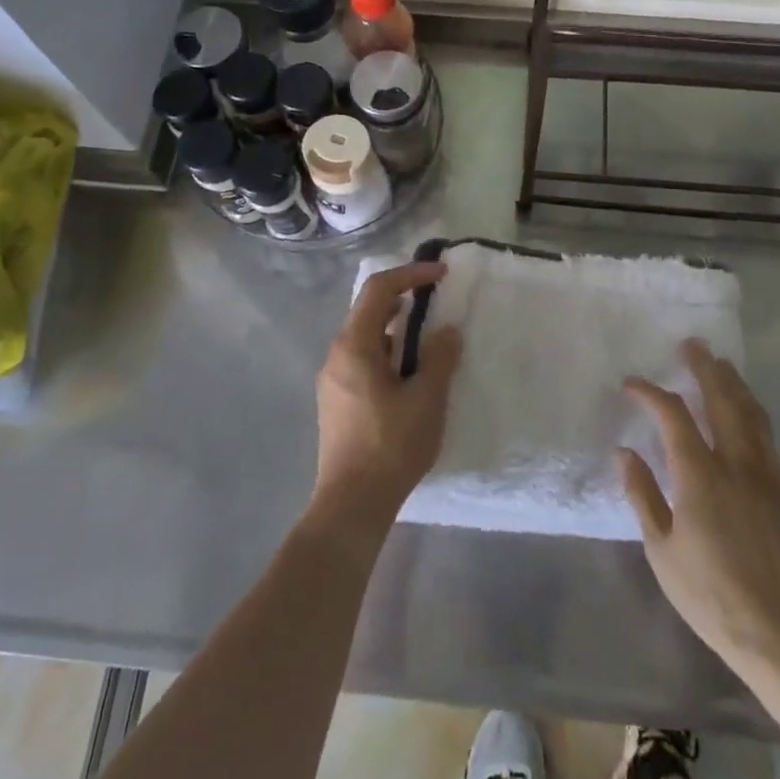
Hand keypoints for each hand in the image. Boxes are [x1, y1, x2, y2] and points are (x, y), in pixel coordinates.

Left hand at [308, 262, 462, 547]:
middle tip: (435, 299)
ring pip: (365, 336)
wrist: (351, 504)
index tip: (441, 275)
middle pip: (367, 309)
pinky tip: (408, 372)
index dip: (410, 274)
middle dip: (402, 297)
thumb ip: (439, 358)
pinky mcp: (336, 401)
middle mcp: (336, 355)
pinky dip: (386, 351)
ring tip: (427, 335)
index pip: (379, 290)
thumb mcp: (426, 399)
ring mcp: (332, 379)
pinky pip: (362, 359)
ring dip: (395, 327)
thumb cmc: (391, 446)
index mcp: (354, 346)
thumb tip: (446, 331)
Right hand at [618, 341, 779, 683]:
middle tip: (692, 344)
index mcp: (701, 476)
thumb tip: (625, 452)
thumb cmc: (709, 595)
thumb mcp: (661, 549)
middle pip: (722, 401)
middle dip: (704, 368)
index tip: (632, 383)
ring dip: (734, 384)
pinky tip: (746, 411)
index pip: (673, 416)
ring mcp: (765, 477)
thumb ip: (642, 495)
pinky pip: (766, 437)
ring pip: (751, 415)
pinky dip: (752, 412)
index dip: (651, 393)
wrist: (779, 634)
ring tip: (721, 364)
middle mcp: (736, 465)